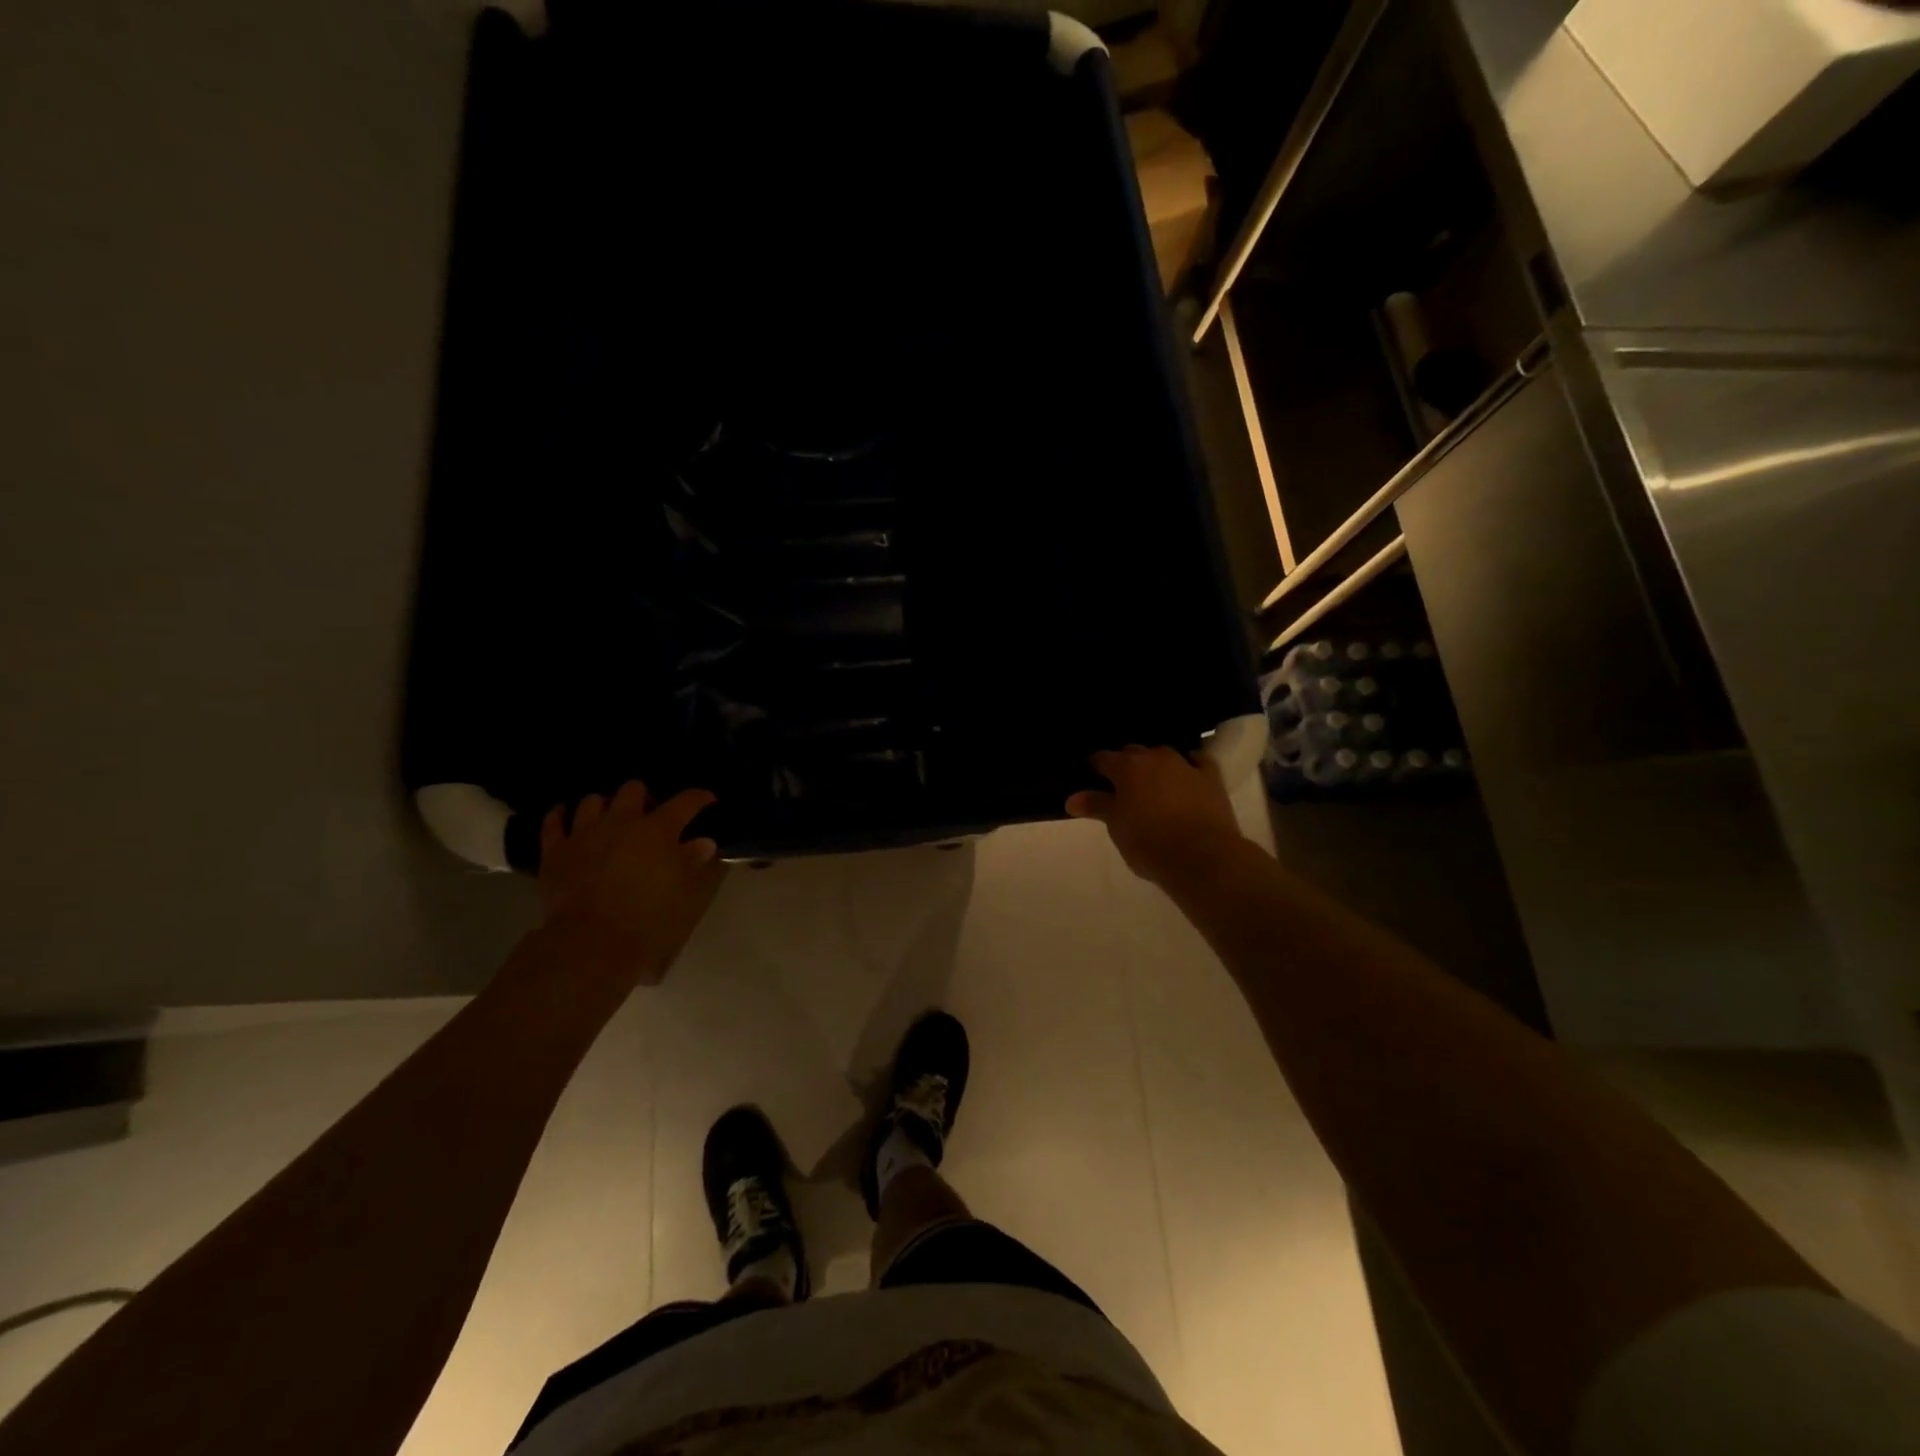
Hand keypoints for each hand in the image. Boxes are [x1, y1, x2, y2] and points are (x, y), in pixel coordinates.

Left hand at [537, 782, 726, 985]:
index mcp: (659, 830)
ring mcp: (585, 833)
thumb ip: (694, 862)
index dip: (700, 798)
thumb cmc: (649, 918)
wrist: (592, 942)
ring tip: (610, 818)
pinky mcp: (556, 851)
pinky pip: (554, 822)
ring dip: (605, 805)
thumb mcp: (686, 893)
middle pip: (633, 790)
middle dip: (644, 797)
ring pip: (593, 801)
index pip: (685, 802)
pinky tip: (565, 815)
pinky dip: (560, 815)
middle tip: (650, 815)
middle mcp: (622, 821)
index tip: (708, 801)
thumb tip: (704, 843)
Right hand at [1066, 745, 1247, 888]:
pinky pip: (1197, 761)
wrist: (1202, 856)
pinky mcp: (1211, 778)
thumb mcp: (1116, 826)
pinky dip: (1188, 765)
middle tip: (1119, 786)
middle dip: (1124, 764)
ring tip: (1150, 783)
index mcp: (1126, 767)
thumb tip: (1072, 798)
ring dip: (1154, 764)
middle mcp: (1155, 758)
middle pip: (1133, 752)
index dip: (1093, 767)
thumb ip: (1096, 806)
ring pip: (1163, 754)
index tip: (1089, 777)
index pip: (1102, 758)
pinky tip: (1186, 773)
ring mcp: (1185, 765)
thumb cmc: (1149, 842)